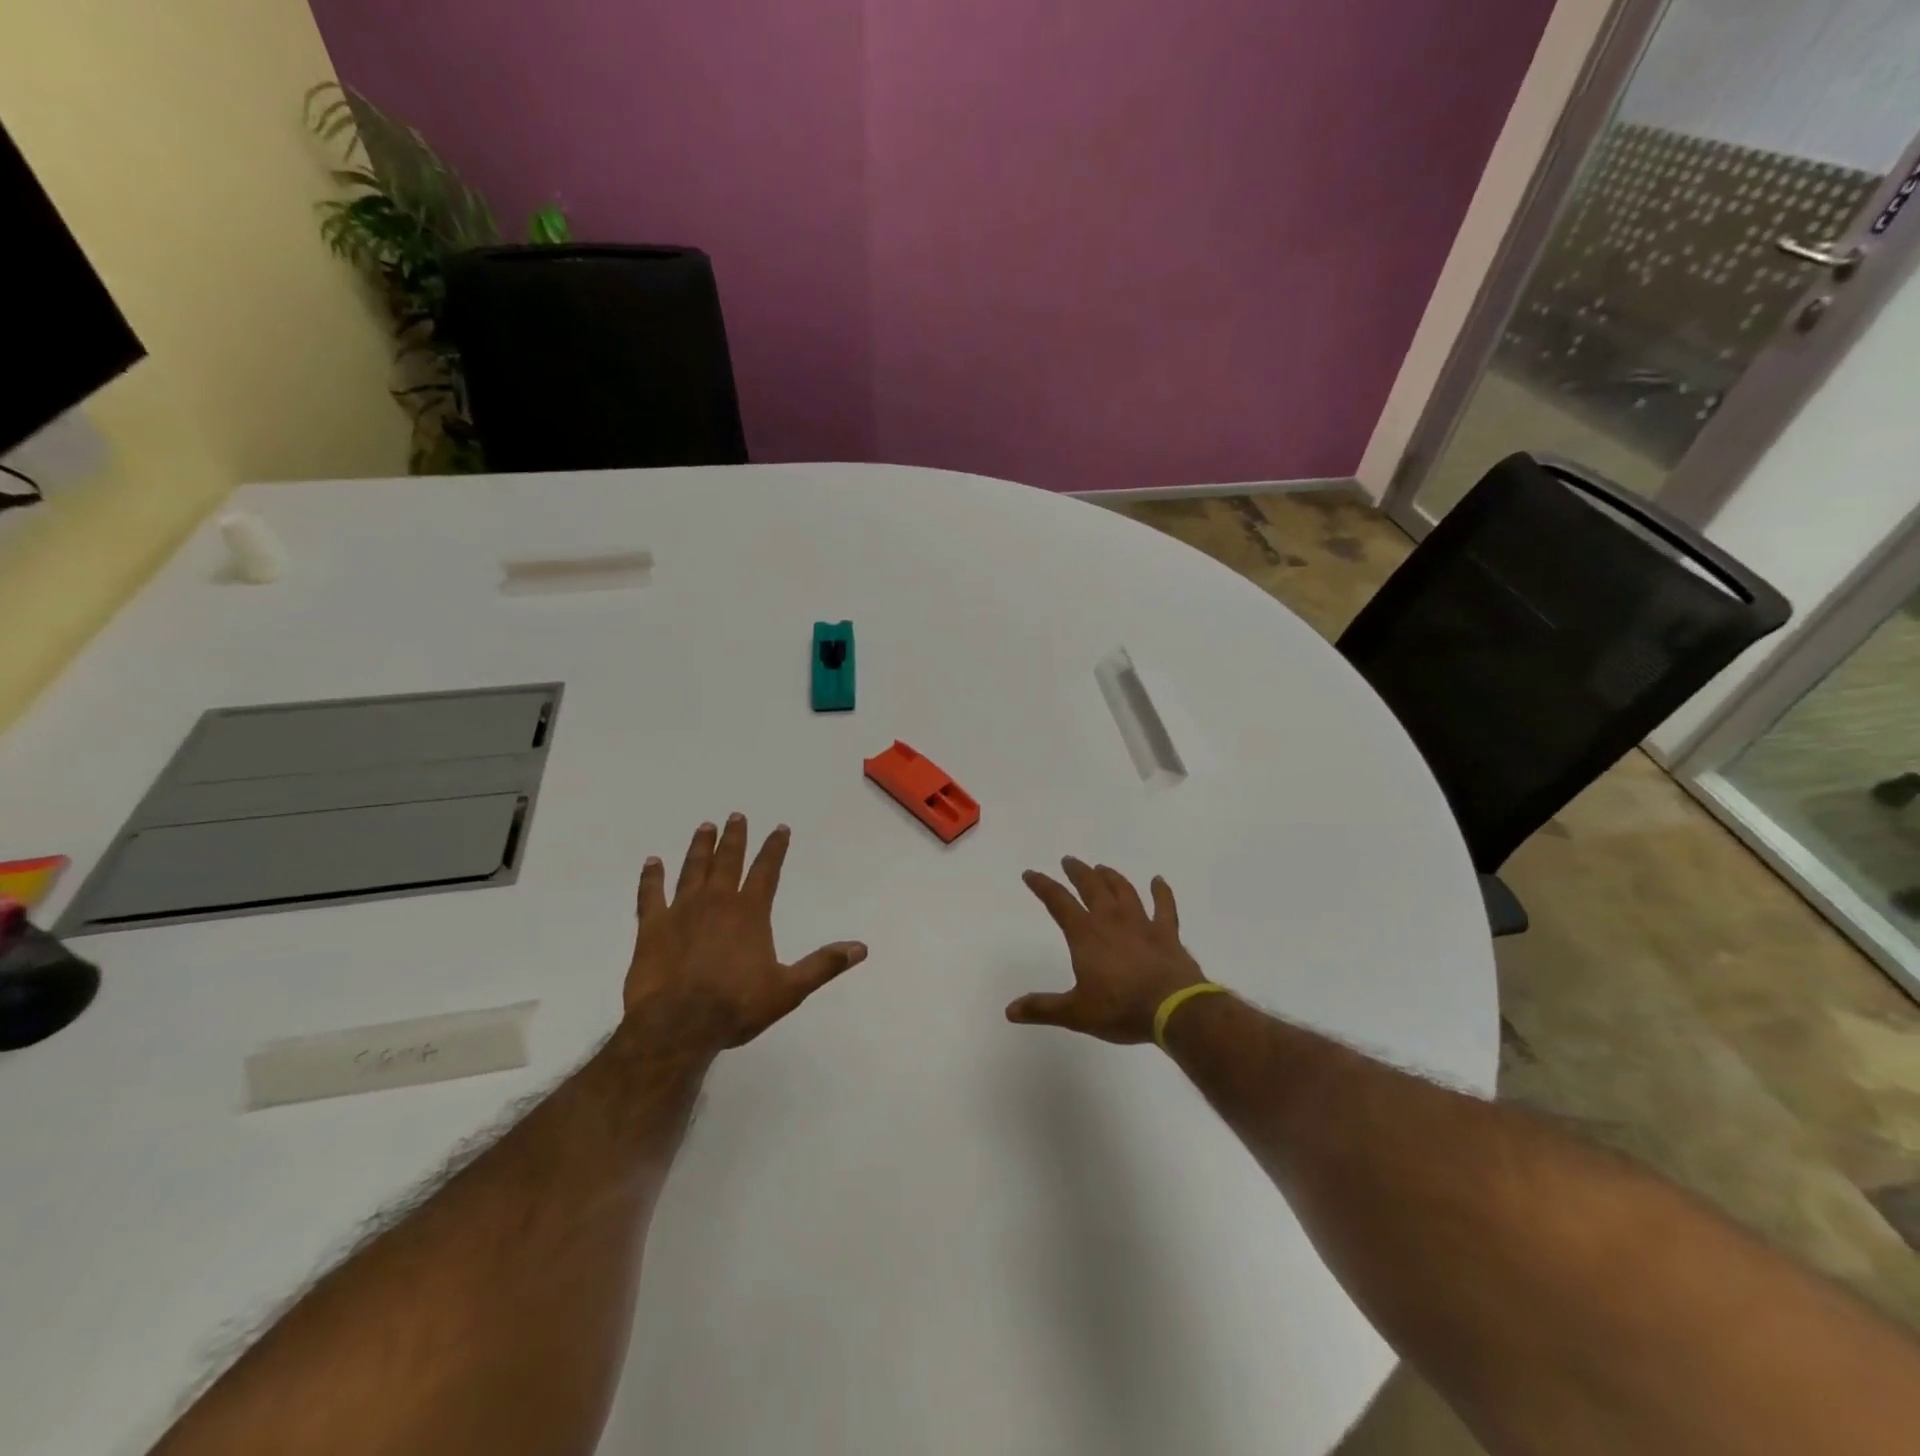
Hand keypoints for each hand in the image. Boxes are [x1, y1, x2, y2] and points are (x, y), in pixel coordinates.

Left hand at [625, 814, 867, 1053]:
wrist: (677, 1024)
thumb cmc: (736, 1005)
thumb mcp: (789, 989)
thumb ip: (824, 965)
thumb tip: (861, 948)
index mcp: (750, 912)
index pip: (767, 870)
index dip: (775, 848)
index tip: (780, 828)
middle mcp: (717, 902)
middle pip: (728, 861)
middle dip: (735, 837)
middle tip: (736, 816)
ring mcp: (681, 911)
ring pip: (692, 869)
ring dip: (699, 847)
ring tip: (705, 826)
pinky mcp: (652, 927)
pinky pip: (650, 894)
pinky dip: (651, 877)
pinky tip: (652, 862)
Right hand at [1007, 858, 1206, 1043]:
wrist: (1173, 1009)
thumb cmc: (1120, 1008)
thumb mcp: (1076, 1013)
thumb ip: (1043, 1008)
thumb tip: (1009, 1010)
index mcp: (1085, 935)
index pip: (1058, 902)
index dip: (1043, 886)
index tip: (1030, 873)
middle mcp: (1111, 921)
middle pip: (1092, 887)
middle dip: (1078, 872)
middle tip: (1069, 861)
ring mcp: (1142, 924)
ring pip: (1124, 891)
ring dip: (1111, 877)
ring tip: (1102, 868)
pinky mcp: (1167, 933)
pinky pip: (1165, 906)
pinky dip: (1161, 892)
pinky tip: (1158, 880)